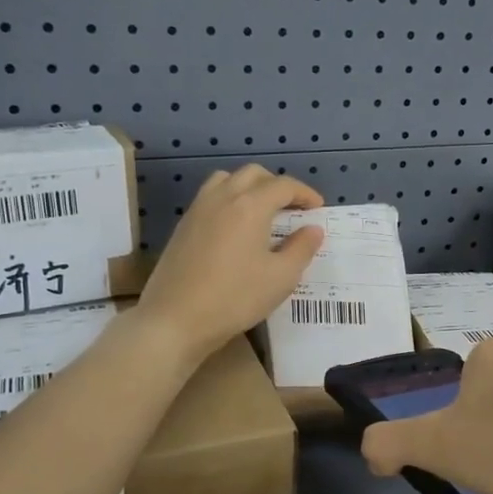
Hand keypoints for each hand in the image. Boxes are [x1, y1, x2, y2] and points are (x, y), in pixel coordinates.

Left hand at [136, 165, 323, 360]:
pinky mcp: (183, 226)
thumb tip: (313, 230)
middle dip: (277, 185)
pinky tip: (235, 229)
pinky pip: (210, 197)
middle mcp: (223, 197)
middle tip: (292, 208)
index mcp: (250, 206)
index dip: (305, 193)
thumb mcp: (281, 278)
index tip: (317, 208)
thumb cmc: (235, 298)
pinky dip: (229, 200)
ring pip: (227, 180)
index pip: (283, 185)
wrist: (175, 319)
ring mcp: (198, 209)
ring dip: (249, 187)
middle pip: (254, 174)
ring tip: (262, 212)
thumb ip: (301, 249)